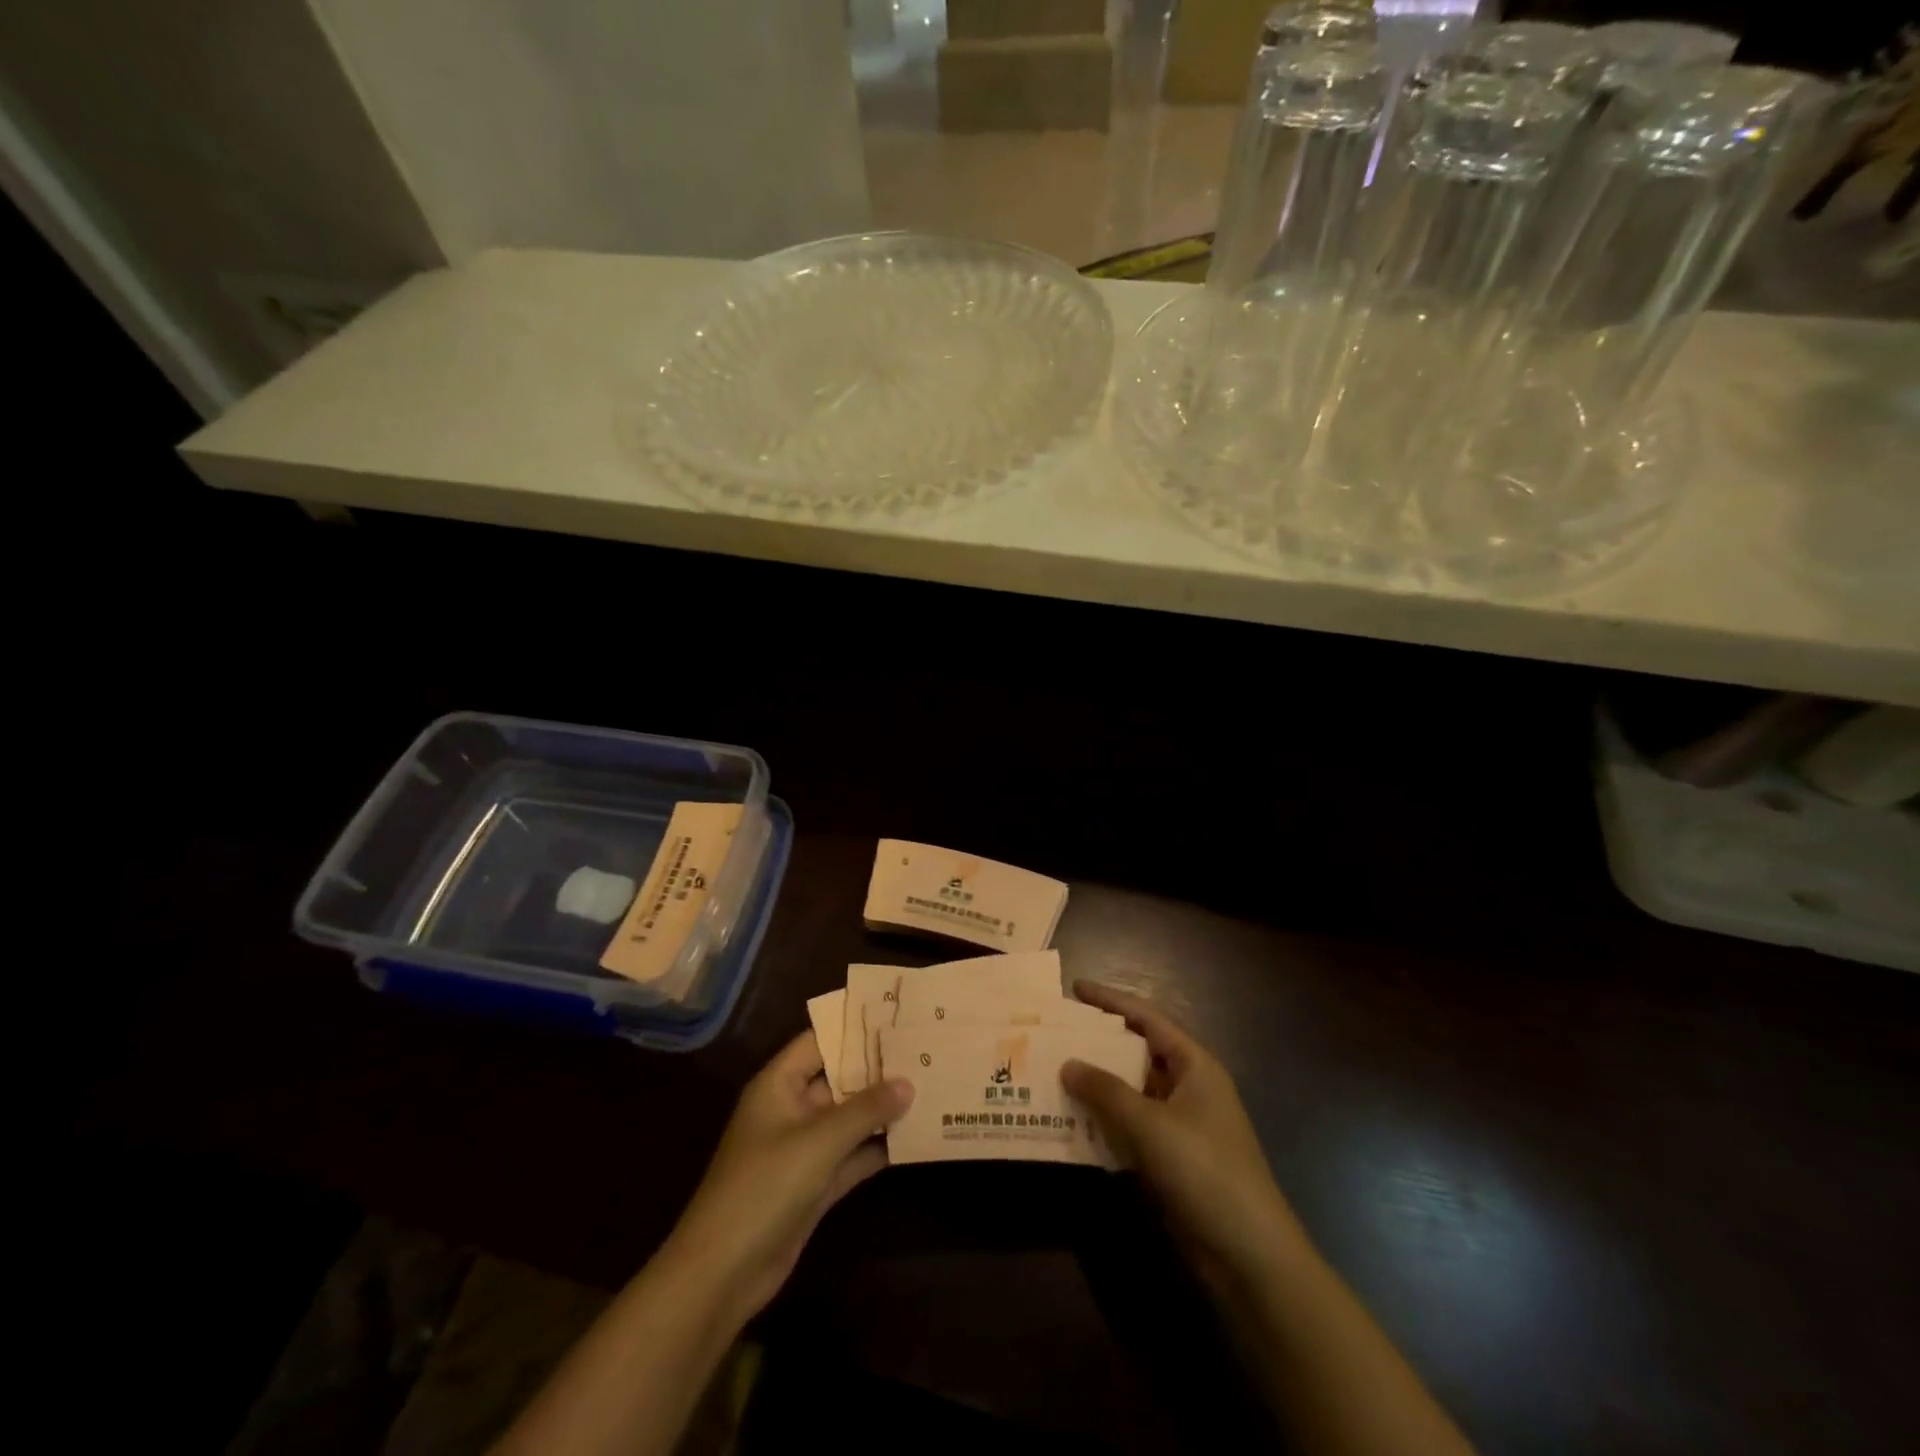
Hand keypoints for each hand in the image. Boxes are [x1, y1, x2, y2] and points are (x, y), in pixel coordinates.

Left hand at [663, 1033, 912, 1324]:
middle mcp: (791, 1109)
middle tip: (923, 1050)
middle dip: (877, 1068)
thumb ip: (865, 1110)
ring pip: (848, 1118)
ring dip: (882, 1109)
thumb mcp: (819, 1142)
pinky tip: (914, 1136)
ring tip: (928, 1086)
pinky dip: (877, 1147)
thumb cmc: (764, 1188)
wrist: (723, 1274)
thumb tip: (908, 1082)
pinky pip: (851, 1155)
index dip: (853, 1027)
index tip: (895, 1015)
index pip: (818, 1041)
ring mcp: (802, 1149)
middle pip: (838, 1078)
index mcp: (778, 1085)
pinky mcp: (813, 1185)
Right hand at [1062, 981, 1302, 1295]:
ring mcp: (1182, 1124)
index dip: (1111, 1001)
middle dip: (1099, 1045)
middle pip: (1138, 1053)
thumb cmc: (1204, 1171)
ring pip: (1133, 1092)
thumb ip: (1106, 1091)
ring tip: (1056, 1073)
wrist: (1249, 1255)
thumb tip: (1068, 1064)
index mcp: (1195, 1065)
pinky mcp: (1173, 1159)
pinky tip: (1074, 1122)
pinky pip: (1133, 1127)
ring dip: (1099, 1086)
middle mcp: (1190, 1087)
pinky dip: (1106, 1122)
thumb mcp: (1150, 1125)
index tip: (1075, 988)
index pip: (1148, 1019)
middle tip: (1057, 1033)